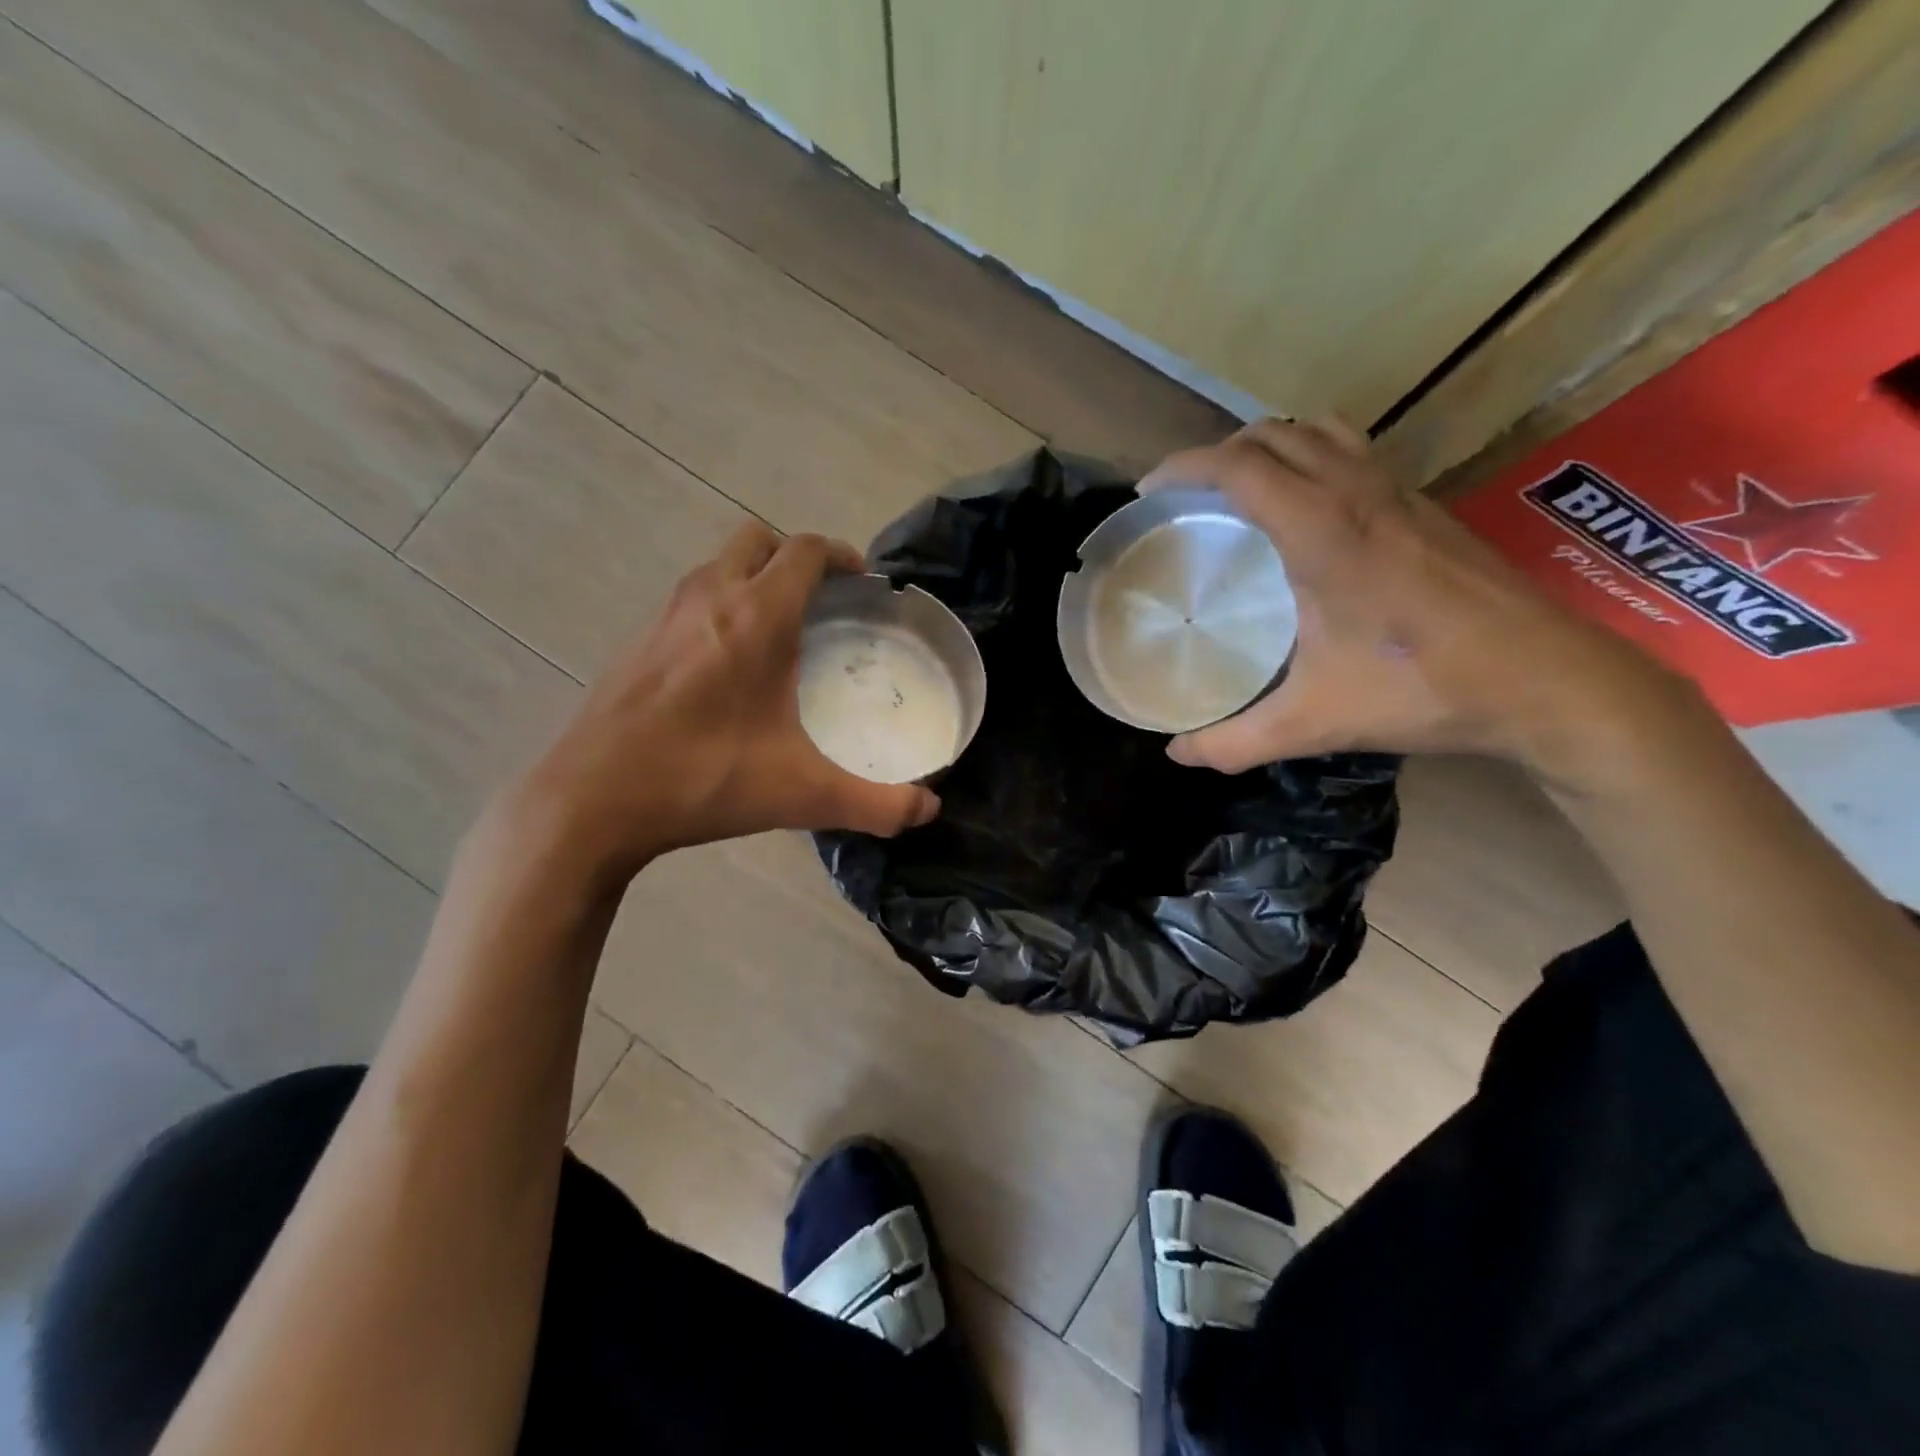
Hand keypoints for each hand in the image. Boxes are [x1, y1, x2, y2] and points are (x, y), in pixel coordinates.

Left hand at [505, 523, 939, 884]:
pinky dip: (720, 605)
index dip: (841, 554)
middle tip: (823, 599)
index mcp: (755, 617)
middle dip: (795, 556)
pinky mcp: (637, 642)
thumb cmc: (702, 779)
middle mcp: (709, 598)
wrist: (590, 802)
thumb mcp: (801, 794)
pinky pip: (691, 598)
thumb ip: (875, 803)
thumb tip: (928, 811)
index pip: (805, 551)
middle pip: (757, 539)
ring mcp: (664, 616)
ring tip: (780, 628)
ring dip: (754, 577)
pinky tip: (727, 666)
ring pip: (718, 565)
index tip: (863, 580)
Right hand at [1141, 419, 1698, 782]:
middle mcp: (1358, 492)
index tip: (1148, 491)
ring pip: (1319, 431)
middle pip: (1273, 434)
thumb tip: (1177, 753)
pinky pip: (1352, 452)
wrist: (1548, 680)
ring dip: (1268, 445)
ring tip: (1239, 490)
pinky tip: (1305, 514)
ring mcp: (1398, 492)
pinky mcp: (1426, 506)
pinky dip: (1310, 458)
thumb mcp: (1316, 722)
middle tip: (1186, 497)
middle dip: (1218, 452)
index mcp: (1322, 530)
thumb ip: (1236, 741)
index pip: (1239, 465)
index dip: (1183, 467)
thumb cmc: (1424, 688)